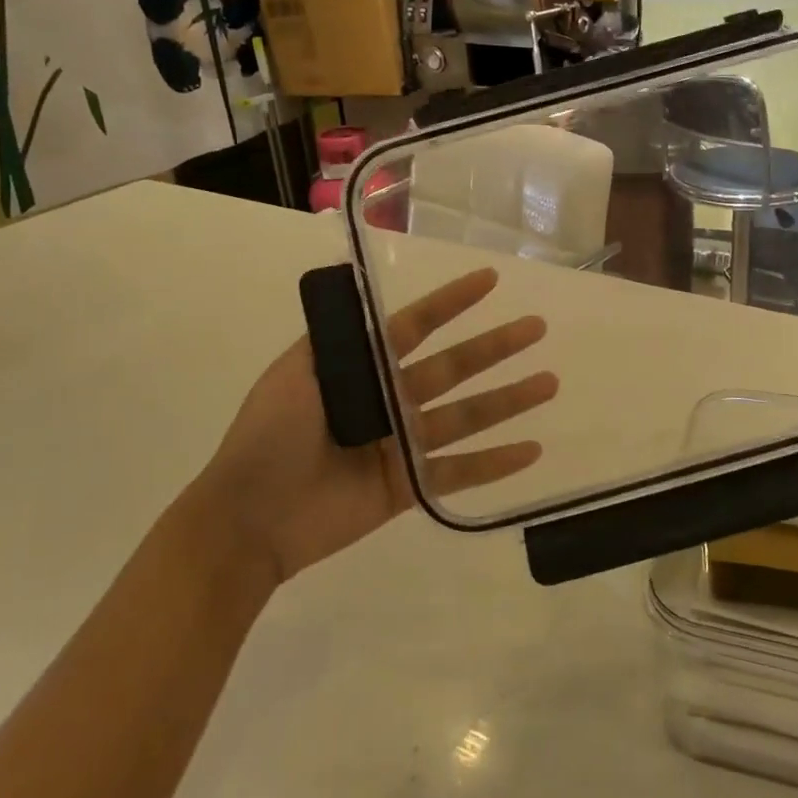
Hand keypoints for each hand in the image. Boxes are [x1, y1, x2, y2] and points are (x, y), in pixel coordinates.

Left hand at [203, 268, 556, 580]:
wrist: (248, 517)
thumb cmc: (268, 436)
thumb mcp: (294, 373)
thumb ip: (337, 341)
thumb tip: (367, 298)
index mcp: (363, 368)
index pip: (417, 326)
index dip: (453, 303)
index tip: (490, 280)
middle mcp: (390, 399)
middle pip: (453, 367)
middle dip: (495, 347)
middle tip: (536, 328)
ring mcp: (402, 444)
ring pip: (466, 416)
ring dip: (508, 400)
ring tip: (549, 382)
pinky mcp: (408, 487)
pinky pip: (457, 472)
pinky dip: (494, 464)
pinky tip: (531, 451)